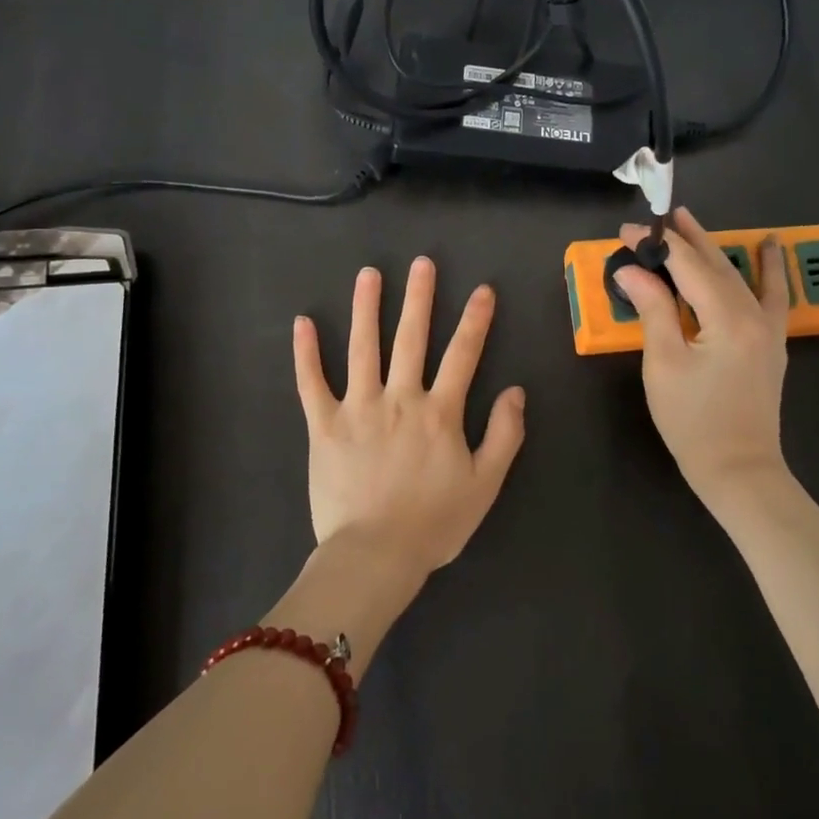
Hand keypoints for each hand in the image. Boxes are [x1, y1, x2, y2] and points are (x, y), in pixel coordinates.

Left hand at [292, 258, 526, 575]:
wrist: (375, 555)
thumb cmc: (434, 523)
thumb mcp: (485, 484)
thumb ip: (504, 435)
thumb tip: (515, 391)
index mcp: (439, 412)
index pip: (462, 355)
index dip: (475, 320)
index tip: (482, 290)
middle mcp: (400, 398)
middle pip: (411, 338)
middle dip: (419, 297)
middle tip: (422, 263)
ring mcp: (358, 408)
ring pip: (362, 348)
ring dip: (366, 308)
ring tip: (369, 275)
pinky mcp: (324, 425)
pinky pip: (311, 383)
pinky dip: (306, 353)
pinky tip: (303, 322)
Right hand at [613, 208, 790, 513]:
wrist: (739, 470)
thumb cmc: (693, 421)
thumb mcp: (664, 363)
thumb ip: (653, 309)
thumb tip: (632, 269)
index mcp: (726, 318)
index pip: (686, 266)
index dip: (656, 245)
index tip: (625, 232)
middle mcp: (753, 314)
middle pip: (715, 264)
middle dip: (685, 239)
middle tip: (658, 217)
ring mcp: (768, 328)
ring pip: (739, 275)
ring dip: (714, 248)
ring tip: (692, 223)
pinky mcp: (772, 342)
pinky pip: (772, 295)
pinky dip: (769, 269)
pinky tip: (769, 247)